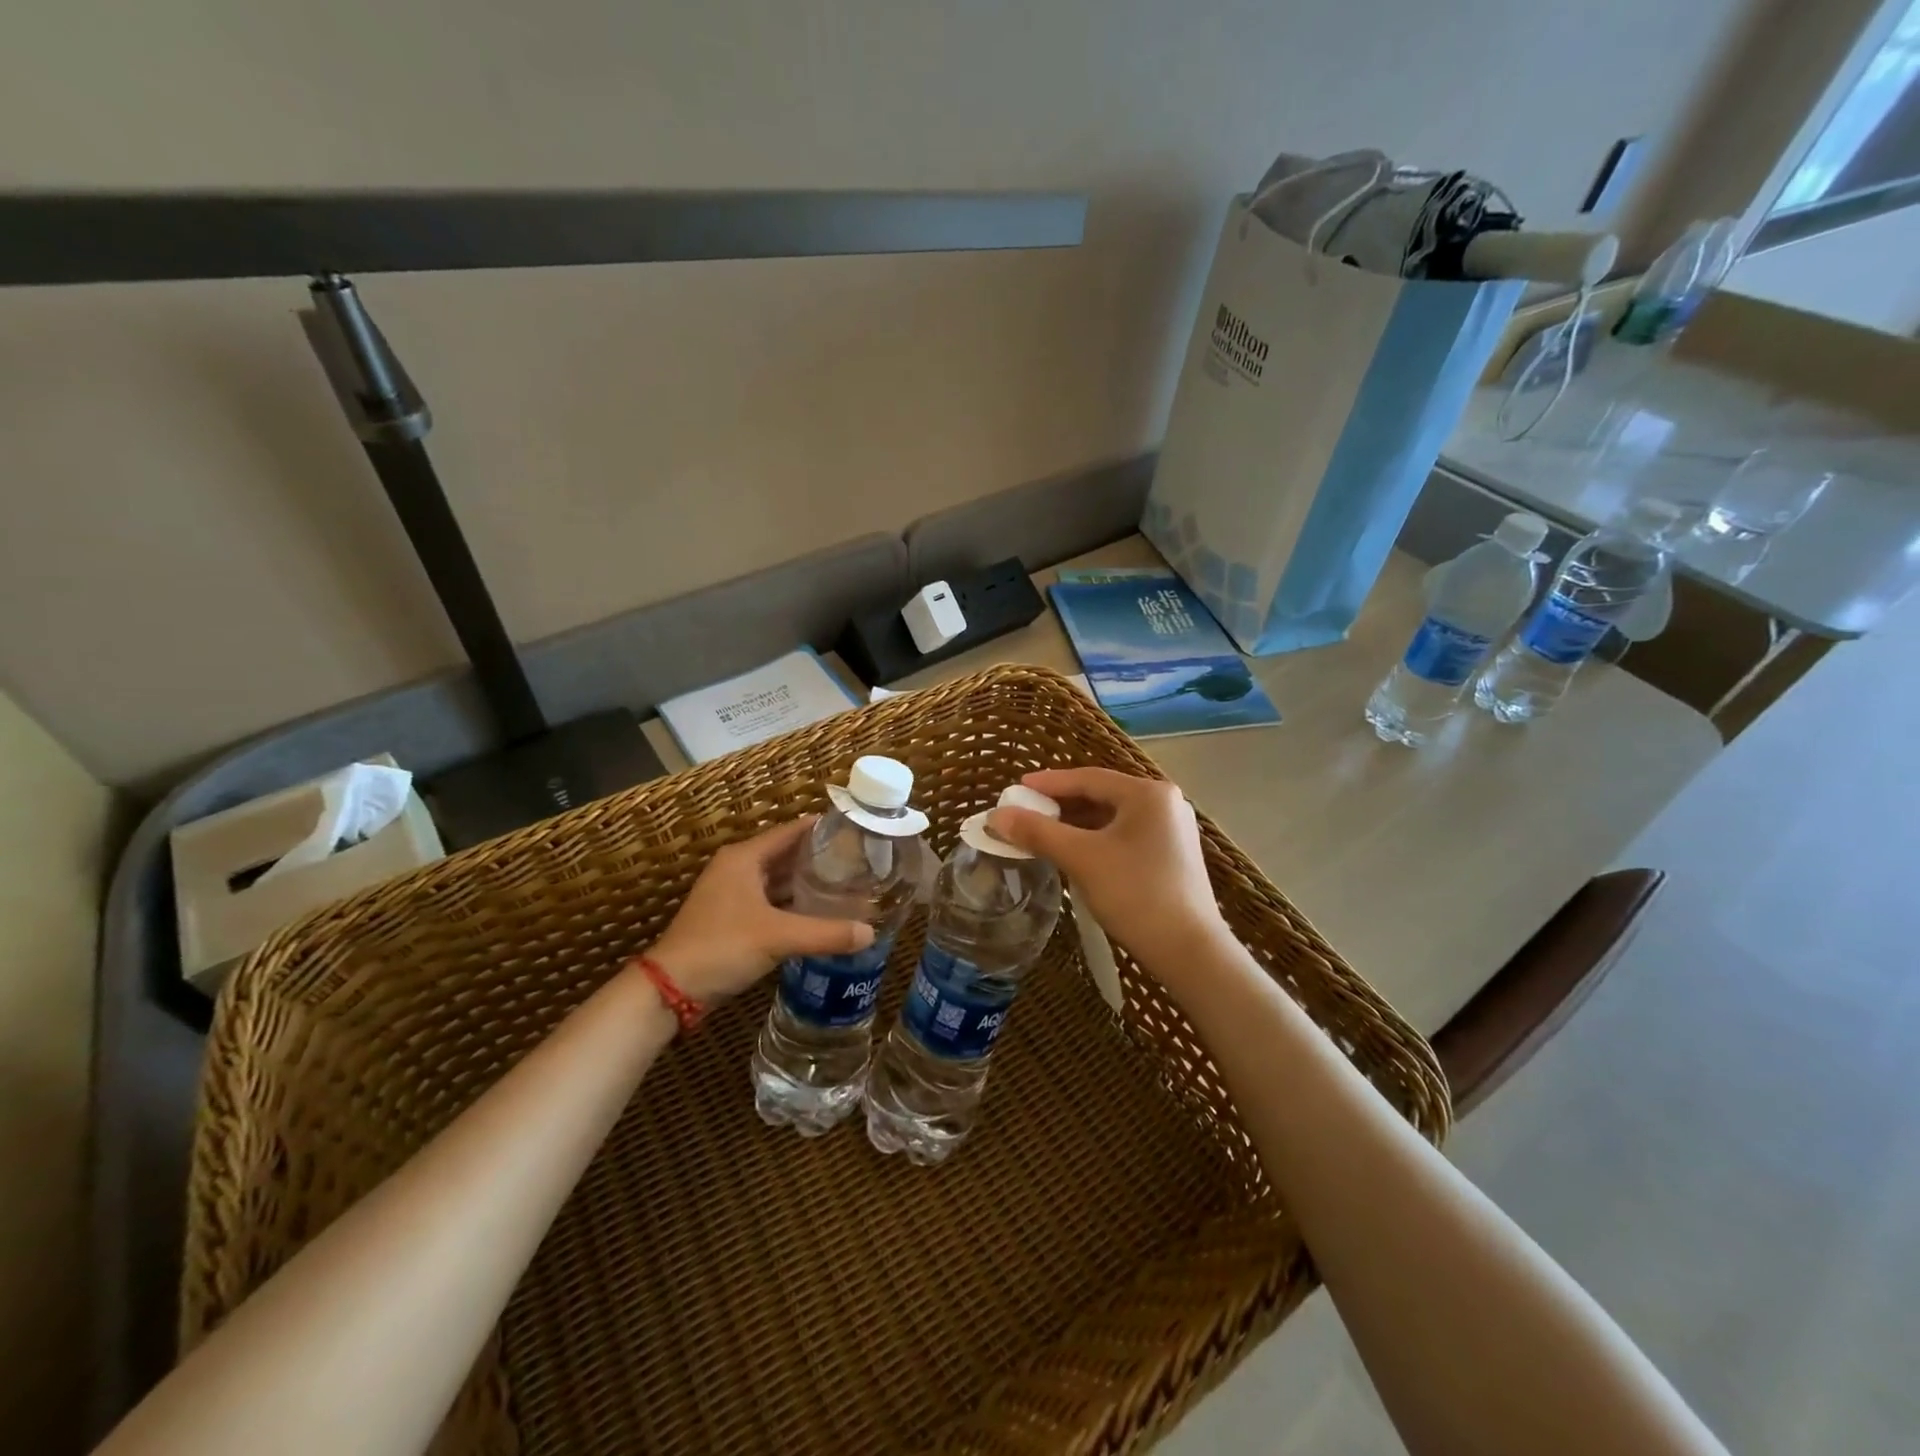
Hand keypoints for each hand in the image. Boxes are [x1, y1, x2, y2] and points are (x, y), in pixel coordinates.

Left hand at [643, 818, 873, 1003]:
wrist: (672, 988)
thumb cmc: (723, 947)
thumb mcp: (779, 937)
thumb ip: (827, 933)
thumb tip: (871, 933)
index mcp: (744, 858)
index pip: (790, 831)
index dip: (821, 828)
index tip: (854, 829)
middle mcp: (737, 868)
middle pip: (785, 854)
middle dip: (818, 857)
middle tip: (858, 859)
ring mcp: (732, 894)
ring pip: (777, 880)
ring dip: (806, 882)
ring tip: (845, 883)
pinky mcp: (732, 919)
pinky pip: (770, 901)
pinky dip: (793, 904)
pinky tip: (819, 912)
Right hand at [987, 767, 1229, 974]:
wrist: (1189, 951)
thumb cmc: (1135, 894)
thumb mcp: (1082, 859)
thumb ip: (1038, 832)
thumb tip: (995, 816)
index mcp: (1148, 794)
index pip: (1088, 778)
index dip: (1048, 783)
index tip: (1015, 789)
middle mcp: (1164, 803)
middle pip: (1100, 795)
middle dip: (1060, 805)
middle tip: (1025, 812)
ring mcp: (1170, 830)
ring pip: (1111, 818)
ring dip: (1075, 824)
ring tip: (1041, 833)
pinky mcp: (1170, 855)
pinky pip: (1123, 836)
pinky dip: (1094, 840)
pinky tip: (1072, 852)